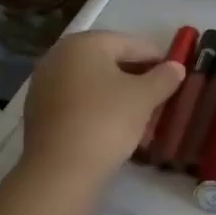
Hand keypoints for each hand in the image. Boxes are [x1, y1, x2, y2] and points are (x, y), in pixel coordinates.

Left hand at [21, 32, 185, 179]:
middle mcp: (59, 56)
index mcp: (84, 43)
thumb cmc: (106, 121)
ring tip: (141, 111)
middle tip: (160, 93)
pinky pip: (77, 101)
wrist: (60, 171)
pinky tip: (115, 124)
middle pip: (108, 61)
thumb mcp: (144, 97)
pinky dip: (97, 107)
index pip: (130, 43)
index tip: (175, 72)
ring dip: (117, 93)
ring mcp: (44, 85)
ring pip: (92, 82)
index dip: (156, 57)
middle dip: (136, 75)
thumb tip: (176, 67)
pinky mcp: (39, 112)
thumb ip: (163, 77)